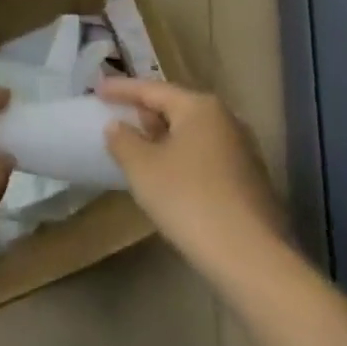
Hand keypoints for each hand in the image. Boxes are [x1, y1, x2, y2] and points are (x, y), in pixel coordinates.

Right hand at [100, 77, 285, 281]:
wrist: (250, 257)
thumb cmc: (189, 200)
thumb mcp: (143, 168)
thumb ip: (123, 141)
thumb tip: (117, 126)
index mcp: (200, 107)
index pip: (152, 89)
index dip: (122, 89)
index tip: (97, 88)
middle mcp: (226, 119)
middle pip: (176, 107)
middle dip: (145, 112)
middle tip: (117, 116)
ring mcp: (242, 149)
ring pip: (192, 133)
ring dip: (164, 137)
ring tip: (138, 147)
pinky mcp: (249, 179)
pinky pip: (205, 156)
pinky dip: (182, 158)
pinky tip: (168, 177)